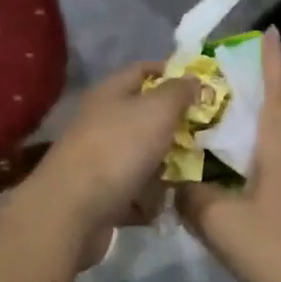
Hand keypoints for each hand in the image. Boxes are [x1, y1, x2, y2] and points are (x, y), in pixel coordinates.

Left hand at [32, 62, 197, 249]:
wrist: (73, 210)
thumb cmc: (119, 149)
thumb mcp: (157, 110)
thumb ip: (178, 92)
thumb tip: (192, 79)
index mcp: (109, 94)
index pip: (142, 71)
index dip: (171, 74)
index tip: (202, 87)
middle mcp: (101, 123)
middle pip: (144, 118)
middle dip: (175, 127)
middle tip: (207, 135)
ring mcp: (99, 161)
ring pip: (142, 157)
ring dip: (166, 167)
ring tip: (193, 175)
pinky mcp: (101, 195)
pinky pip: (134, 192)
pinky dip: (149, 200)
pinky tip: (166, 205)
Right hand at [177, 30, 280, 281]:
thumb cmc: (274, 249)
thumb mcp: (218, 220)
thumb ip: (192, 195)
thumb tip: (176, 181)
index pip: (278, 93)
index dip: (274, 61)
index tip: (270, 31)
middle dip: (265, 82)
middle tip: (234, 66)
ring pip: (278, 137)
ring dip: (258, 116)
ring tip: (225, 108)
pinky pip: (273, 162)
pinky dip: (253, 148)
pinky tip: (231, 161)